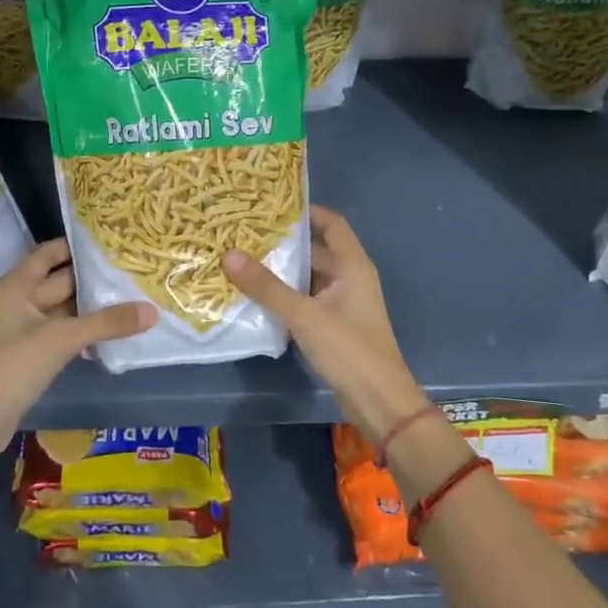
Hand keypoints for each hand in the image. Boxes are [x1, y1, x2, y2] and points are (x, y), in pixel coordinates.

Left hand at [0, 239, 154, 470]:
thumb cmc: (11, 366)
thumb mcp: (61, 338)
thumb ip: (106, 323)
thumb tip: (152, 311)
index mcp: (18, 286)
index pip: (50, 253)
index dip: (78, 245)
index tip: (114, 242)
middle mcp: (20, 302)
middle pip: (61, 281)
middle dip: (93, 278)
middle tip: (133, 271)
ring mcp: (24, 332)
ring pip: (64, 311)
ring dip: (92, 308)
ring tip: (132, 299)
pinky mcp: (31, 358)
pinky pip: (62, 336)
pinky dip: (84, 334)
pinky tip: (113, 337)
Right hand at [222, 205, 425, 441]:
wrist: (379, 402)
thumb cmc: (348, 349)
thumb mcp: (303, 315)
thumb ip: (266, 286)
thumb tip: (228, 253)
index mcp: (352, 265)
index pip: (330, 223)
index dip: (305, 211)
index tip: (270, 206)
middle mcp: (349, 277)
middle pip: (315, 249)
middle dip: (283, 243)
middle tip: (244, 233)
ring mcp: (342, 302)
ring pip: (308, 276)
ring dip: (281, 270)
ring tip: (242, 259)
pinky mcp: (334, 325)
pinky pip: (306, 299)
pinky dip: (285, 294)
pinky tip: (256, 295)